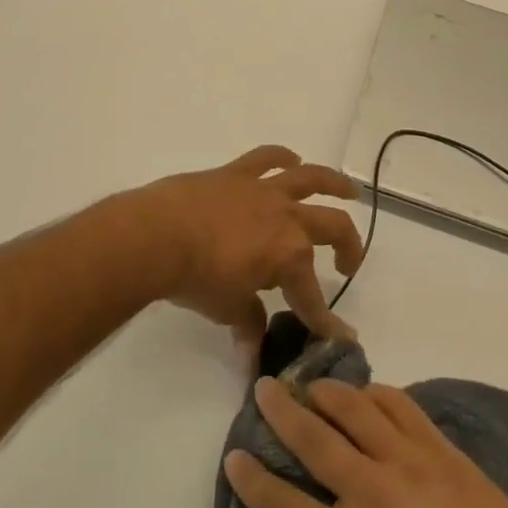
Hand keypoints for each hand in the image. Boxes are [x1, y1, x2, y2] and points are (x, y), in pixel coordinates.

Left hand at [131, 146, 362, 347]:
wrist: (158, 235)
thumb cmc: (196, 278)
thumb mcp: (227, 309)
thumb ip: (248, 323)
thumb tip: (252, 351)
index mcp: (290, 256)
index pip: (312, 296)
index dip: (324, 320)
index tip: (337, 336)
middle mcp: (287, 218)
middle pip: (332, 228)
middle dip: (348, 247)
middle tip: (348, 262)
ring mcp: (264, 190)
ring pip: (311, 179)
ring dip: (335, 184)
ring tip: (349, 190)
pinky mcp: (237, 173)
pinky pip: (266, 157)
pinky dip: (282, 156)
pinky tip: (291, 159)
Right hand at [223, 376, 507, 507]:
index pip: (283, 505)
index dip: (252, 479)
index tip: (234, 455)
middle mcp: (371, 493)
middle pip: (312, 438)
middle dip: (280, 410)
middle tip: (263, 387)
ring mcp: (408, 463)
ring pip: (354, 407)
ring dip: (325, 390)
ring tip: (311, 383)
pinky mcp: (441, 448)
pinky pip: (400, 405)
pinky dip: (376, 394)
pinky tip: (367, 394)